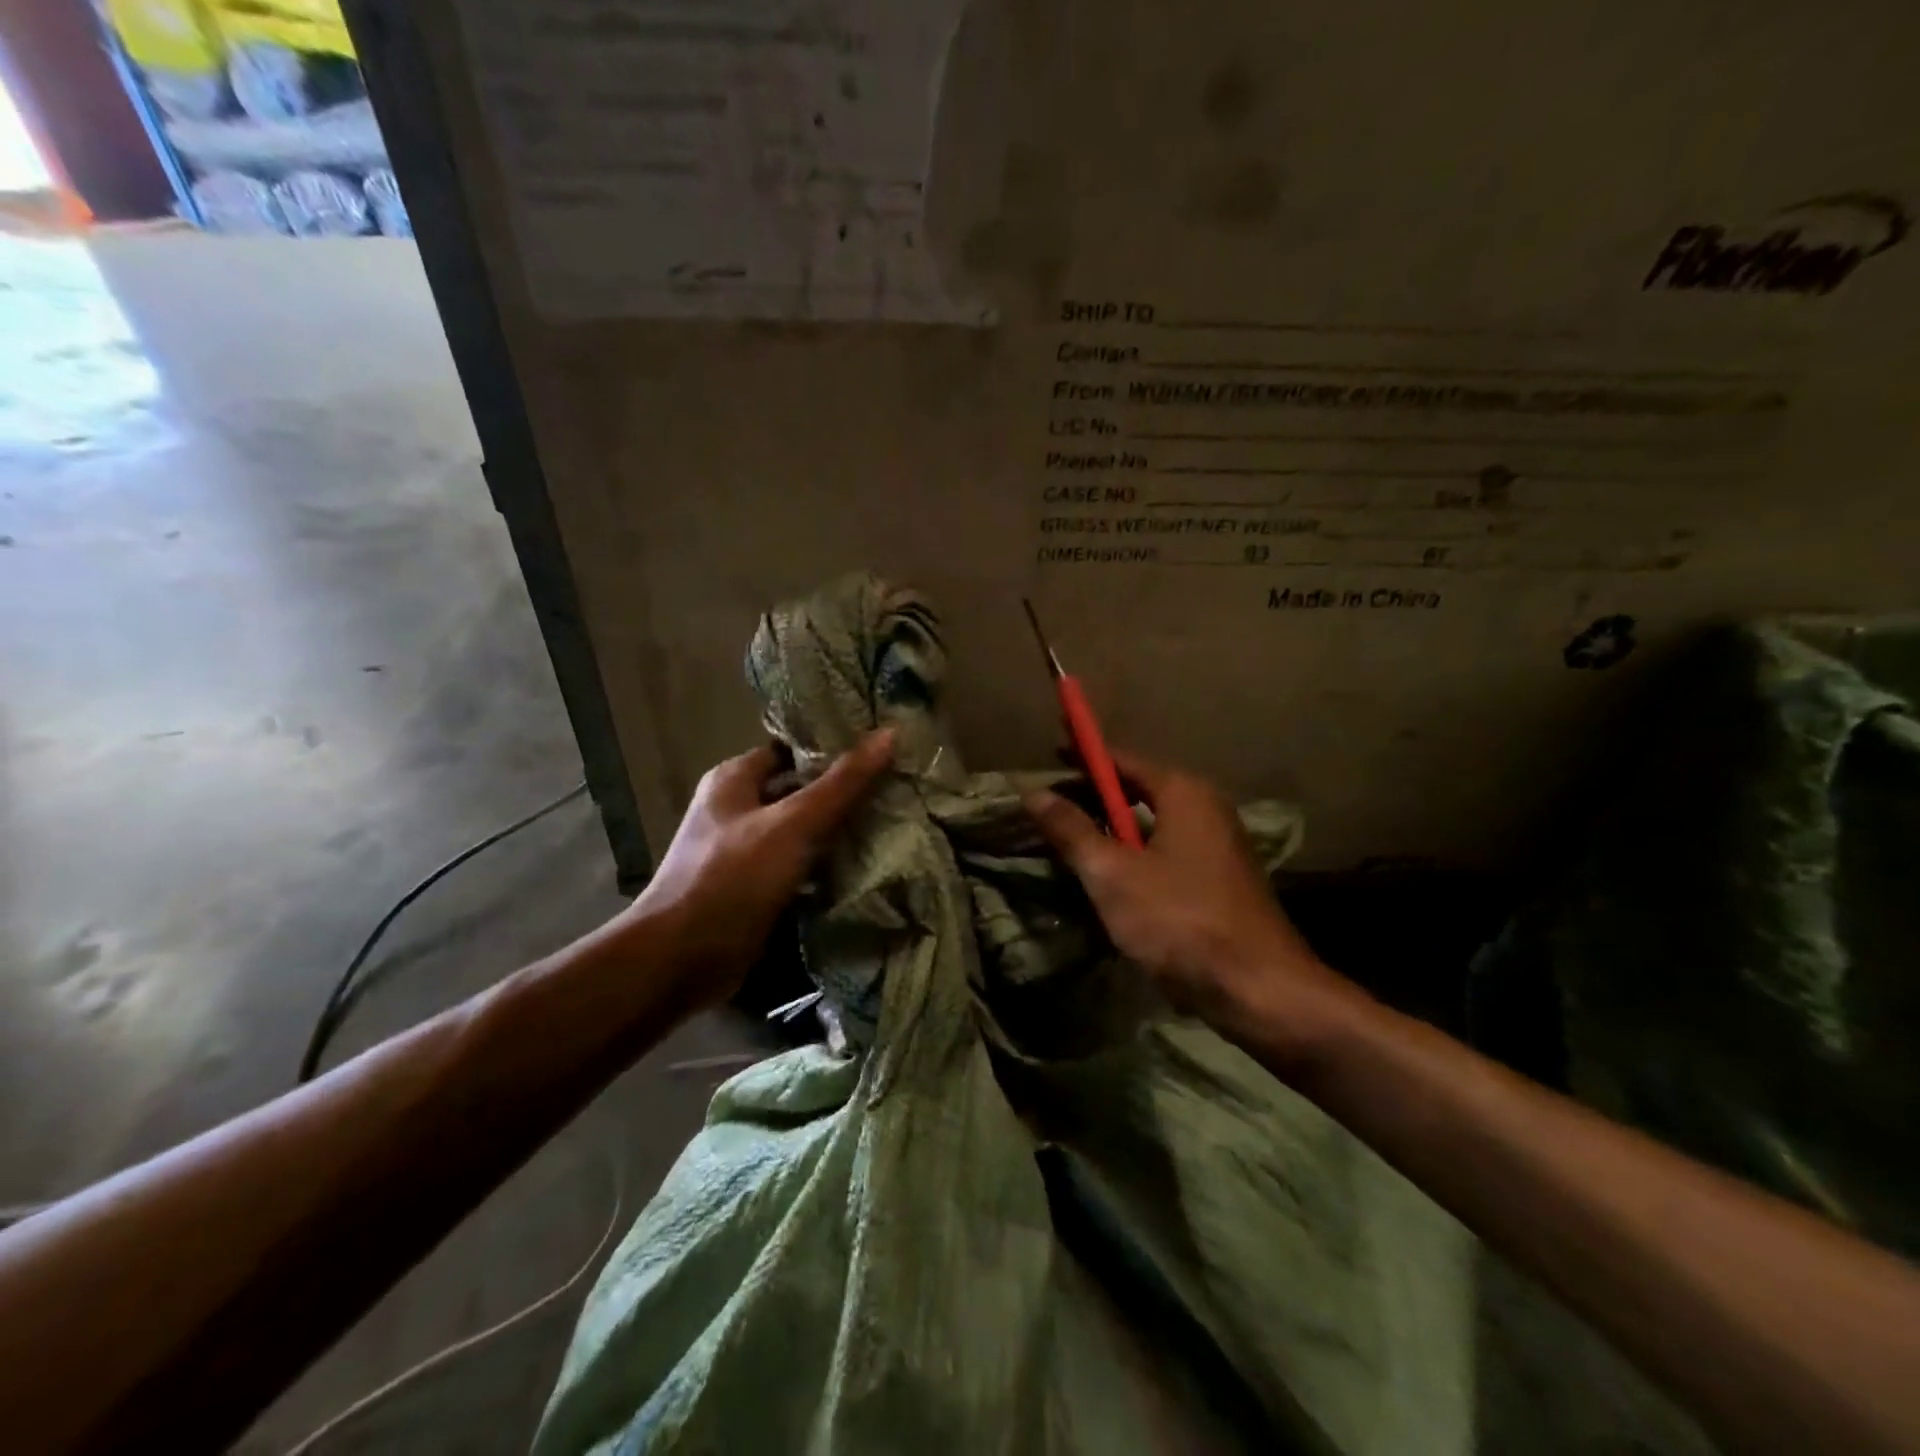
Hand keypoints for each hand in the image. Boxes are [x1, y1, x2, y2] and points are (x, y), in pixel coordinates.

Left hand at [630, 730, 895, 1006]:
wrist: (680, 961)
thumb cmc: (732, 878)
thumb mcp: (793, 824)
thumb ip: (842, 783)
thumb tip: (889, 733)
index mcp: (734, 780)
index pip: (791, 749)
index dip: (832, 747)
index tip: (880, 749)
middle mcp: (735, 810)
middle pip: (798, 790)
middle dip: (843, 792)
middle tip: (895, 787)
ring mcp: (743, 853)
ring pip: (801, 832)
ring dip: (838, 832)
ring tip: (892, 823)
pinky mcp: (753, 890)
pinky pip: (798, 868)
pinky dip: (826, 868)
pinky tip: (866, 868)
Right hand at [1023, 751, 1369, 1063]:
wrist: (1259, 990)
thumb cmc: (1180, 920)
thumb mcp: (1112, 874)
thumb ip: (1072, 830)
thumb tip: (1033, 792)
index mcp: (1183, 793)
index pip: (1122, 759)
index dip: (1084, 756)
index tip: (1051, 752)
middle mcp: (1206, 809)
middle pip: (1138, 790)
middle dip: (1094, 796)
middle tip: (1051, 805)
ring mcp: (1217, 846)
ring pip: (1151, 826)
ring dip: (1112, 830)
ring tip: (1071, 841)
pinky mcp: (1219, 880)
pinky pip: (1165, 852)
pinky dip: (1133, 856)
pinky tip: (1109, 879)